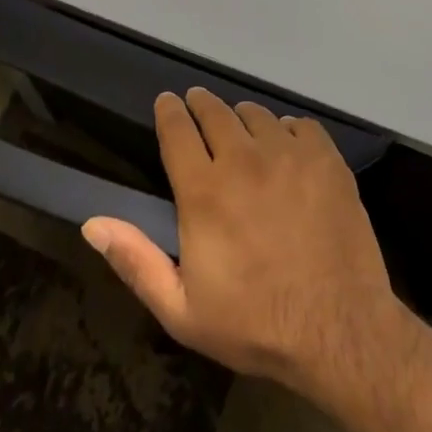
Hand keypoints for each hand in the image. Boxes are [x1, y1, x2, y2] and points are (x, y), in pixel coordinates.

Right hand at [83, 89, 411, 401]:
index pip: (176, 129)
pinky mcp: (324, 156)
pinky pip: (298, 124)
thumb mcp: (182, 310)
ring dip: (243, 120)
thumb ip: (135, 261)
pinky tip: (287, 152)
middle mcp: (242, 158)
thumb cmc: (255, 323)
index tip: (167, 102)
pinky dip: (286, 132)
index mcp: (204, 190)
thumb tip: (92, 223)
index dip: (169, 110)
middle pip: (214, 111)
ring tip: (243, 135)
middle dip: (201, 105)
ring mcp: (287, 152)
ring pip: (256, 114)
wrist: (339, 329)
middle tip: (199, 108)